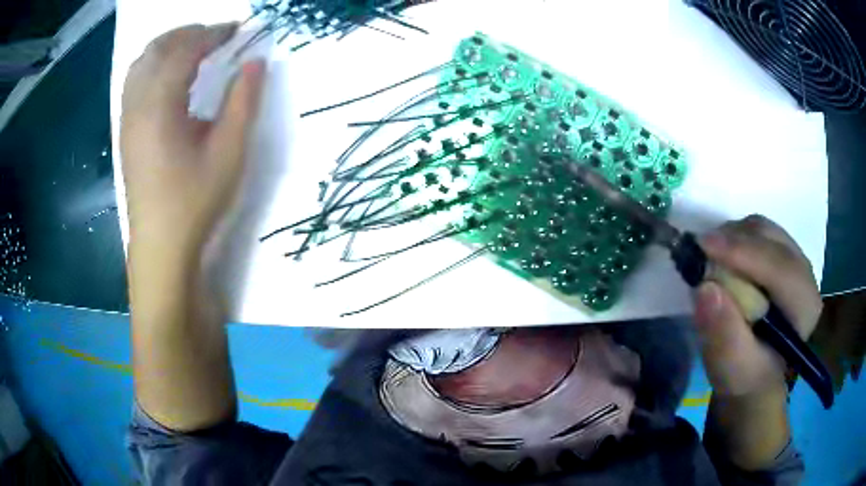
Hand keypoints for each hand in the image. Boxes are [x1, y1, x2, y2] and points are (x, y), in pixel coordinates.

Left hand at [120, 23, 264, 254]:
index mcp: (161, 106)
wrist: (160, 244)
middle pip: (158, 47)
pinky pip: (135, 80)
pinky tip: (171, 76)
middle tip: (218, 35)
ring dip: (169, 45)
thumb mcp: (229, 152)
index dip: (213, 33)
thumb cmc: (194, 201)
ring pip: (142, 62)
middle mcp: (138, 104)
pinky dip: (155, 64)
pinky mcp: (126, 129)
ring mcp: (127, 117)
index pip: (185, 49)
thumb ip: (243, 101)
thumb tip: (256, 61)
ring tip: (195, 49)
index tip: (239, 29)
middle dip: (189, 33)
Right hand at [695, 215, 821, 397]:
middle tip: (699, 252)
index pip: (780, 268)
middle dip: (734, 241)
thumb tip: (704, 289)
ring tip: (708, 259)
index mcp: (805, 307)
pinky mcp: (780, 254)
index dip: (744, 253)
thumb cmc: (747, 379)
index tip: (704, 247)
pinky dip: (735, 238)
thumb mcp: (733, 372)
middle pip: (772, 239)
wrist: (756, 376)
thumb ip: (724, 337)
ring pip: (763, 230)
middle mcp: (805, 274)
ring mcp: (793, 259)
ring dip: (732, 238)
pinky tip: (721, 258)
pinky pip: (757, 232)